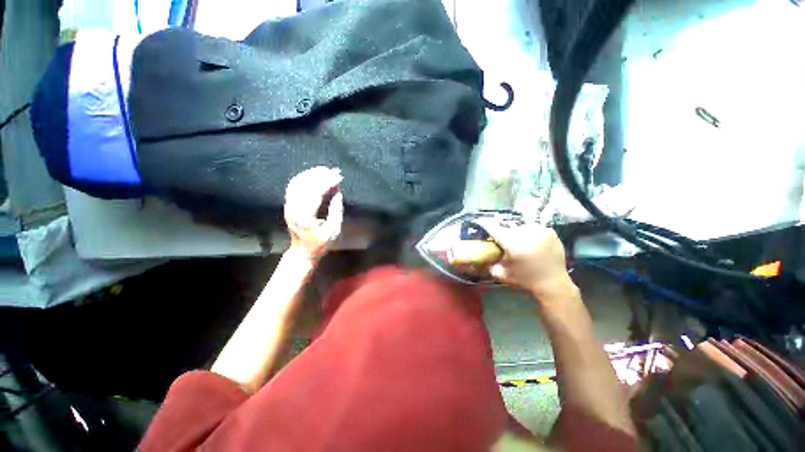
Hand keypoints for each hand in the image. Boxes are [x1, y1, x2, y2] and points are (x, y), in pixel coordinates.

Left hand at [284, 166, 343, 259]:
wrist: (302, 251)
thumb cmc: (320, 243)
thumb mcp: (334, 230)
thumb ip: (336, 210)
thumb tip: (337, 192)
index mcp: (306, 217)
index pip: (316, 193)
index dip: (327, 183)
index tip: (338, 177)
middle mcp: (294, 209)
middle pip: (305, 185)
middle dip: (321, 175)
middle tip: (334, 171)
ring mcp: (288, 206)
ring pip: (297, 183)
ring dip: (311, 174)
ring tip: (325, 169)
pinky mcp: (288, 204)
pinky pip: (293, 186)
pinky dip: (303, 177)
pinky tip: (312, 175)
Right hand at [473, 218, 573, 296]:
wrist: (553, 284)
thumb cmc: (525, 280)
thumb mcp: (501, 274)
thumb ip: (489, 263)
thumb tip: (481, 254)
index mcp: (512, 244)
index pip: (493, 227)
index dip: (485, 223)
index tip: (479, 221)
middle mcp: (525, 233)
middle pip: (507, 228)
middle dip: (504, 234)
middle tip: (505, 244)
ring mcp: (539, 231)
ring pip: (520, 227)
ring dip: (517, 234)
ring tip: (520, 244)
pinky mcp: (549, 231)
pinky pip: (533, 228)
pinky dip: (530, 234)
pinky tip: (532, 244)